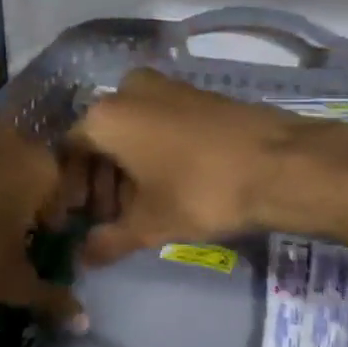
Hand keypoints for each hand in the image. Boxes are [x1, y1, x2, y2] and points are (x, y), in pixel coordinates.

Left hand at [0, 113, 77, 319]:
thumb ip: (50, 297)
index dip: (50, 218)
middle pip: (23, 163)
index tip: (37, 242)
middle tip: (0, 228)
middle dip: (18, 191)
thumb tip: (83, 320)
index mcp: (39, 167)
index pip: (60, 190)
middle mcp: (6, 136)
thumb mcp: (10, 283)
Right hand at [68, 69, 296, 264]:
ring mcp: (165, 87)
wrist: (279, 164)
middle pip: (100, 139)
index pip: (69, 150)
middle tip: (110, 218)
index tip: (78, 218)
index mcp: (106, 116)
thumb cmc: (200, 191)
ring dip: (126, 169)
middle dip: (100, 181)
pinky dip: (153, 151)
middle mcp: (128, 91)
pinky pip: (158, 122)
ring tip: (139, 208)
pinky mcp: (196, 94)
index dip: (69, 188)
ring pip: (131, 130)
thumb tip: (83, 259)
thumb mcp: (149, 225)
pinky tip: (168, 185)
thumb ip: (109, 241)